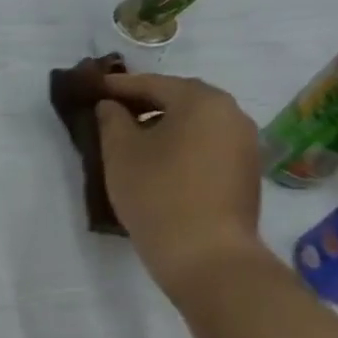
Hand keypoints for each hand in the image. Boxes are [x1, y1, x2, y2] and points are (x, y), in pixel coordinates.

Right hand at [95, 74, 267, 296]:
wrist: (205, 254)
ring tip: (131, 137)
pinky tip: (157, 160)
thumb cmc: (157, 192)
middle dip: (144, 102)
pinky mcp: (245, 172)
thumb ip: (111, 119)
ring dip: (164, 124)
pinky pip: (206, 144)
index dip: (118, 86)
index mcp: (202, 100)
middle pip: (180, 99)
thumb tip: (111, 106)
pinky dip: (181, 143)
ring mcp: (245, 144)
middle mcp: (232, 114)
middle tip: (111, 110)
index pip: (153, 83)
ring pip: (195, 123)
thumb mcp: (120, 151)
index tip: (92, 88)